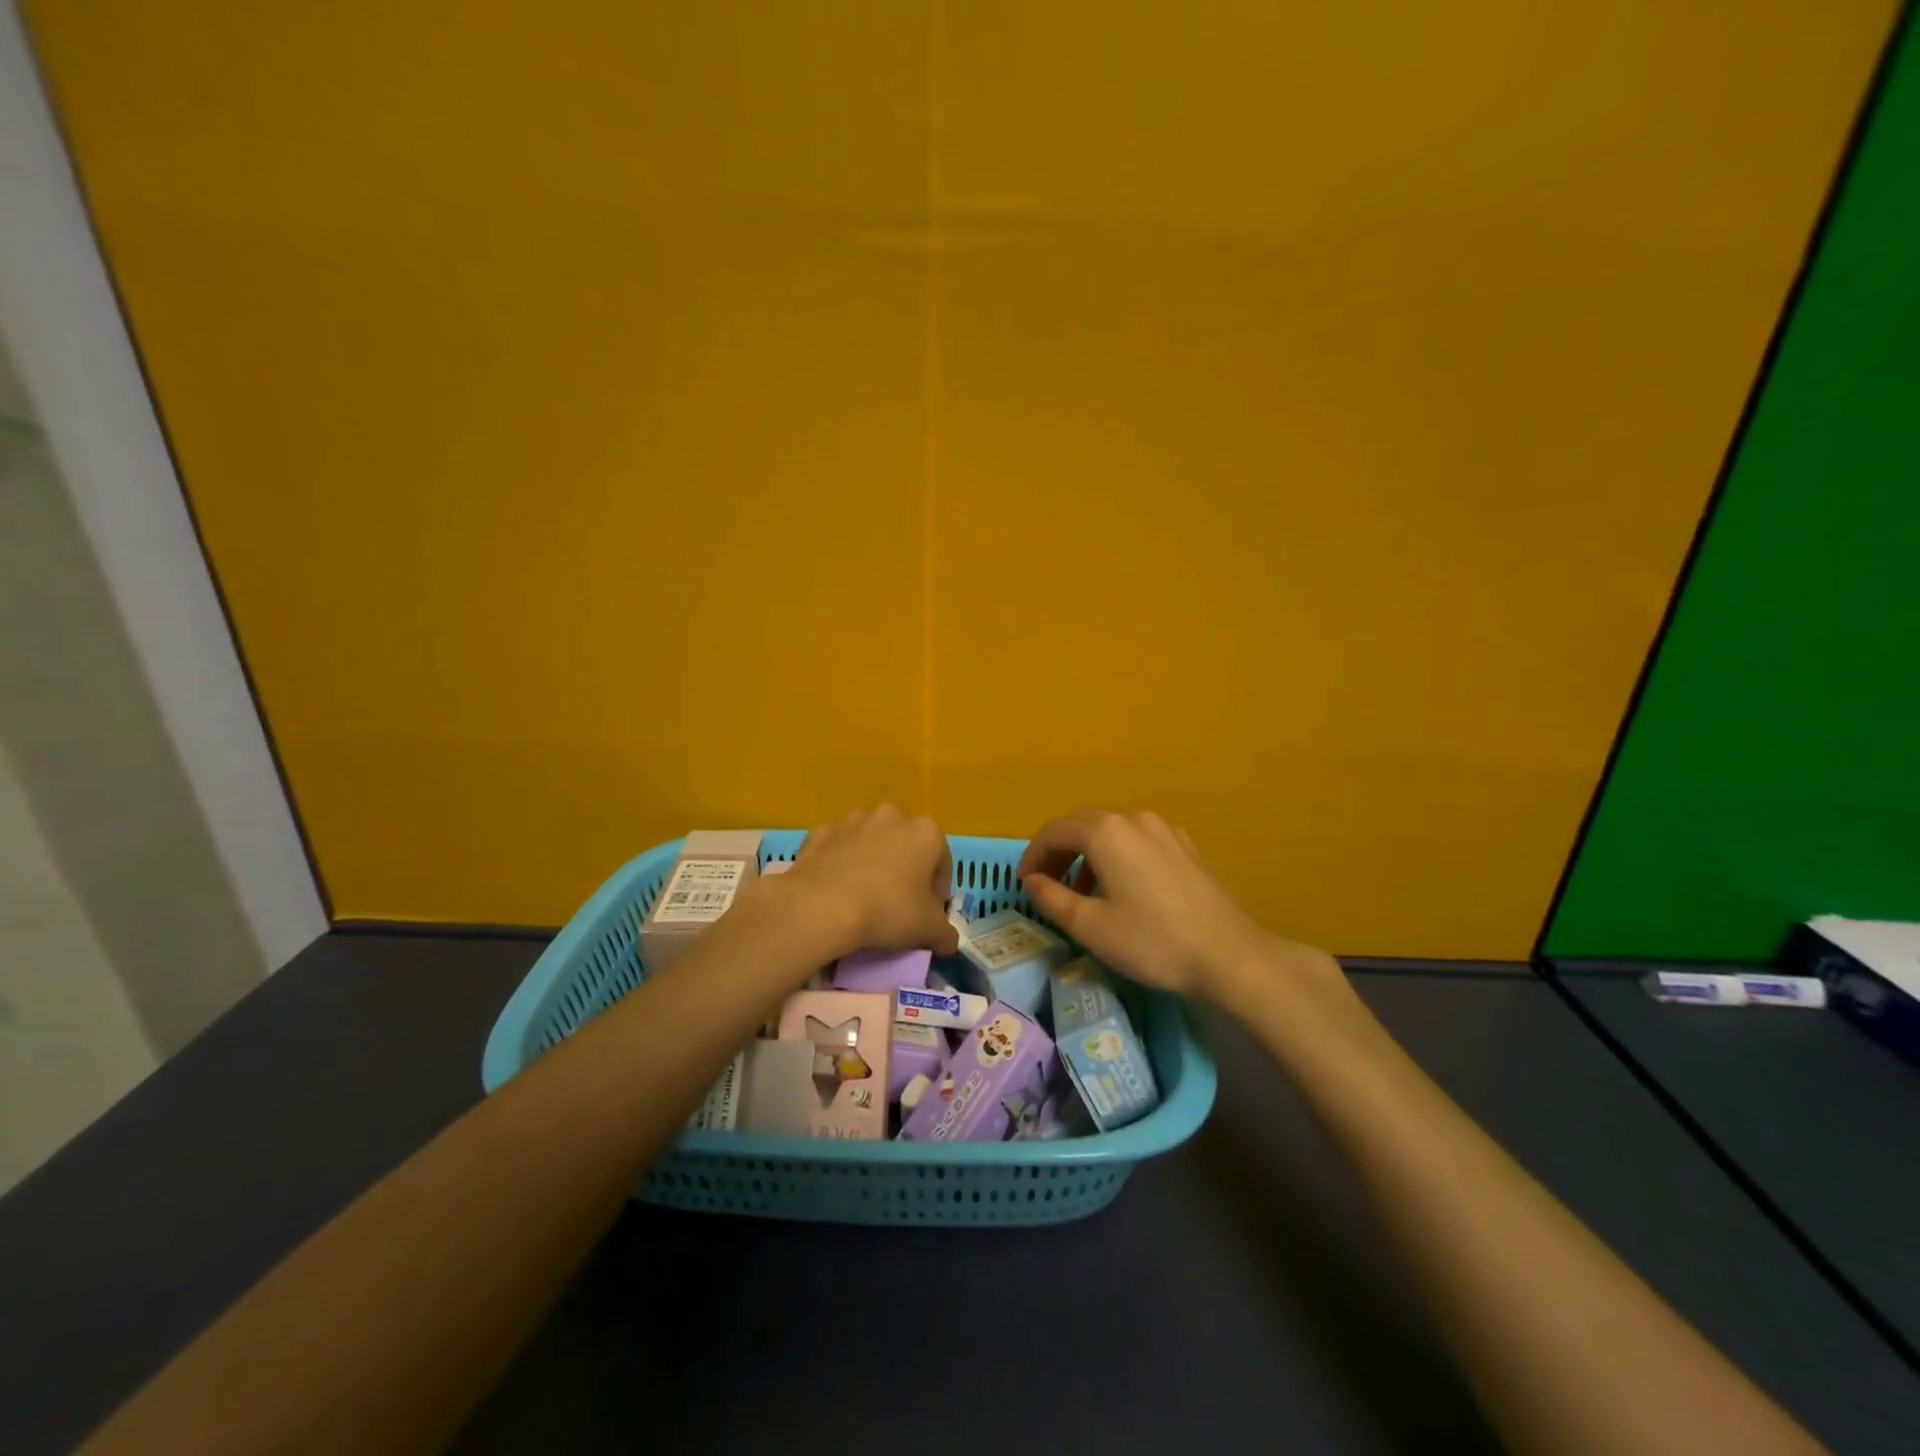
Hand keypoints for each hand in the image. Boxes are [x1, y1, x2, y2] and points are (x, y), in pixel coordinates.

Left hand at [785, 804, 959, 959]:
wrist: (822, 906)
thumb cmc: (887, 910)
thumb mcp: (928, 931)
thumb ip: (945, 934)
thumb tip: (948, 941)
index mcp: (926, 832)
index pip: (942, 863)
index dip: (937, 892)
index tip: (927, 915)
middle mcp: (892, 816)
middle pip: (906, 846)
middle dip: (905, 871)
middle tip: (897, 905)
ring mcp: (853, 820)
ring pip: (871, 842)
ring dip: (872, 862)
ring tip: (864, 897)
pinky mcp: (822, 832)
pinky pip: (839, 848)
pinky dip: (840, 863)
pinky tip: (837, 890)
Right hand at [1019, 809, 1339, 1009]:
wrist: (1229, 955)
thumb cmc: (1152, 941)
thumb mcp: (1091, 926)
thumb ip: (1053, 898)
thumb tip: (1032, 881)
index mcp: (1106, 832)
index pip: (1054, 830)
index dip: (1033, 854)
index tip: (1024, 883)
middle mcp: (1133, 819)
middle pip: (1082, 823)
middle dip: (1058, 850)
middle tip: (1045, 883)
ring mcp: (1164, 829)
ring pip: (1111, 830)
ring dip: (1087, 852)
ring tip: (1080, 890)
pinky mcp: (1184, 846)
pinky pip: (1137, 839)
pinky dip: (1116, 854)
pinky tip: (1121, 886)